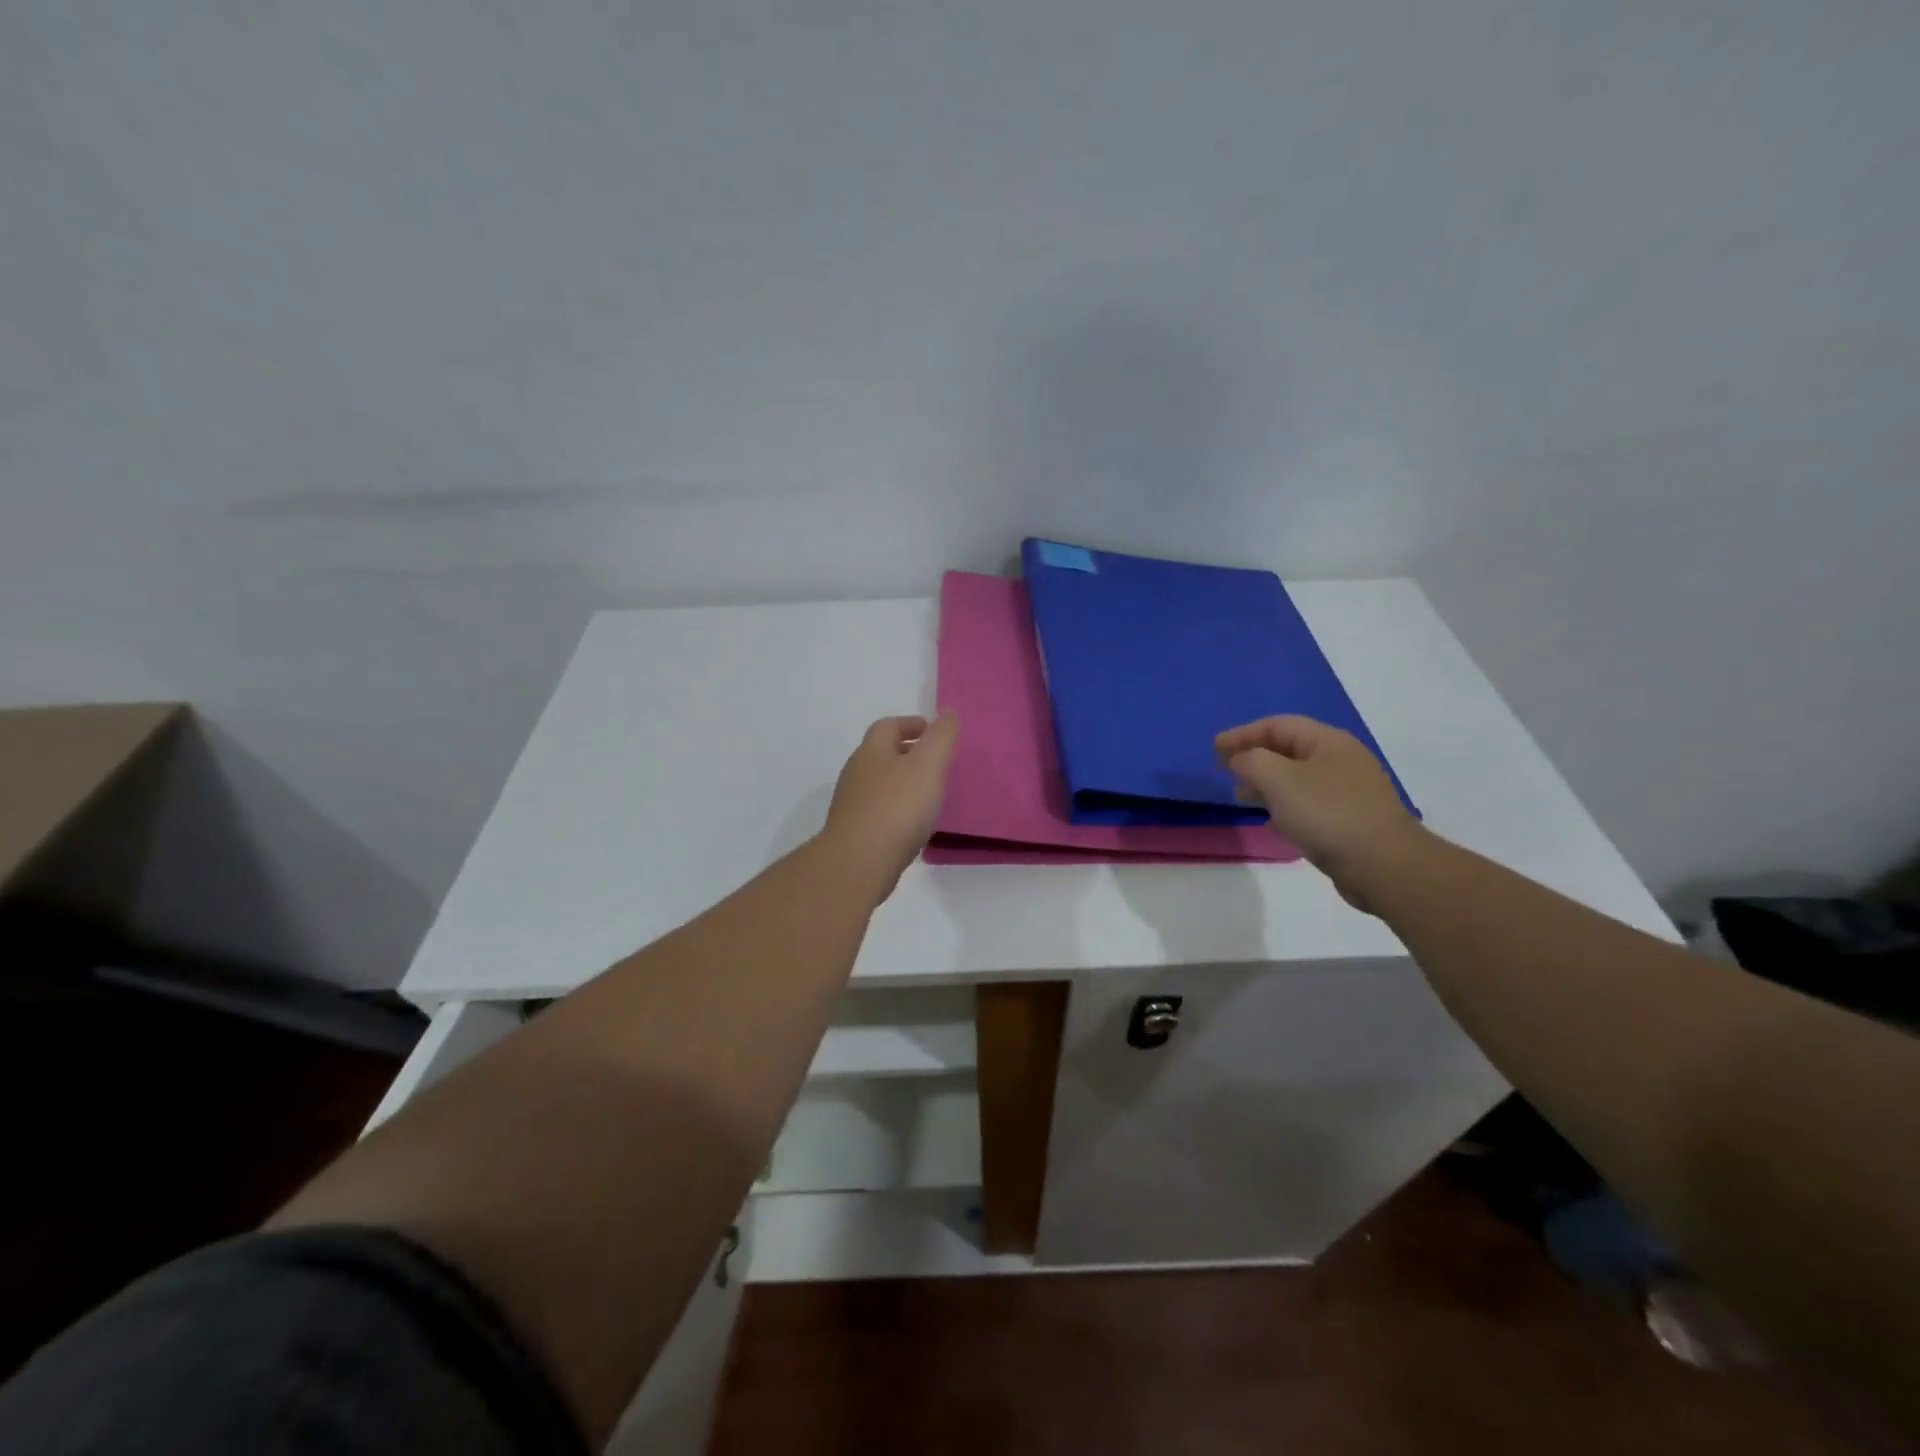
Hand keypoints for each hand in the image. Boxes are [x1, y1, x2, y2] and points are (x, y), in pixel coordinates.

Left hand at [821, 713, 959, 901]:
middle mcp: (857, 773)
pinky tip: (912, 825)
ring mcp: (852, 804)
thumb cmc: (897, 807)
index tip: (934, 733)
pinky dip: (896, 810)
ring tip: (929, 795)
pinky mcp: (854, 832)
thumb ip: (941, 737)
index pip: (888, 726)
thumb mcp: (928, 765)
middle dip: (908, 754)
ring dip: (902, 784)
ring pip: (879, 784)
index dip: (912, 724)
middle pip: (881, 754)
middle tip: (936, 764)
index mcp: (872, 751)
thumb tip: (947, 713)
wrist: (859, 862)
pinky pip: (878, 811)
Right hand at [1215, 715, 1422, 910]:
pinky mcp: (1351, 818)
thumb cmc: (1327, 814)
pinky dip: (1285, 804)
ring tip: (1244, 798)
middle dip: (1253, 758)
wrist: (1383, 865)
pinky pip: (1309, 801)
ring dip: (1266, 783)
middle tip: (1226, 772)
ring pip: (1297, 777)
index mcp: (1328, 741)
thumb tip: (1241, 760)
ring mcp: (1349, 790)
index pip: (1277, 725)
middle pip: (1288, 749)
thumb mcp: (1278, 780)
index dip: (1242, 734)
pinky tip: (1275, 822)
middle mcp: (1342, 759)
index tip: (1214, 749)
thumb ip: (1251, 761)